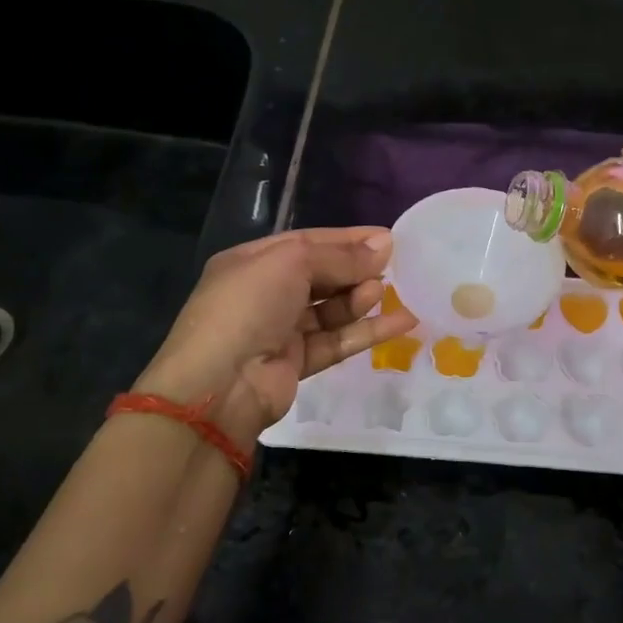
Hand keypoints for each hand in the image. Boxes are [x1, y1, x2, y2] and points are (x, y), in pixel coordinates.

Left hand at [136, 227, 418, 441]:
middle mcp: (264, 293)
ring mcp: (280, 330)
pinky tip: (402, 322)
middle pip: (321, 275)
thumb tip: (385, 244)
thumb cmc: (249, 306)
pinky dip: (367, 331)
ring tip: (386, 292)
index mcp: (252, 262)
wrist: (220, 385)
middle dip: (355, 269)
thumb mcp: (291, 264)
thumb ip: (340, 257)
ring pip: (330, 309)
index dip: (346, 239)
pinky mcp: (298, 362)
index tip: (387, 238)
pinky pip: (338, 340)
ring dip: (360, 298)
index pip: (307, 242)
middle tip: (394, 264)